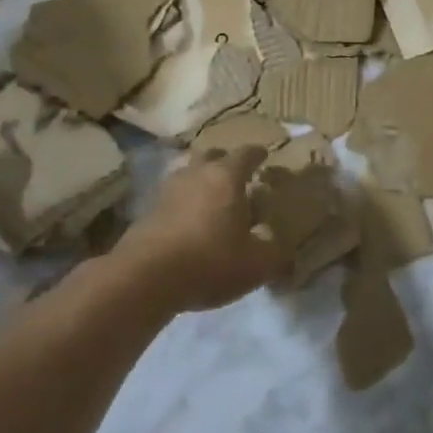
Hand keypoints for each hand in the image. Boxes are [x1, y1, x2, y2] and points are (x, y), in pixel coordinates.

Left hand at [114, 146, 288, 313]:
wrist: (145, 278)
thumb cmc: (210, 261)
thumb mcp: (257, 264)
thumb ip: (276, 254)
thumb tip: (286, 252)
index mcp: (226, 177)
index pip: (246, 154)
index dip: (258, 154)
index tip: (264, 155)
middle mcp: (195, 174)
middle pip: (211, 156)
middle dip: (225, 161)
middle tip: (237, 176)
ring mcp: (167, 191)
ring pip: (188, 174)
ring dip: (201, 181)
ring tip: (212, 199)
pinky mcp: (147, 212)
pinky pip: (171, 198)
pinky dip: (184, 204)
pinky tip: (189, 223)